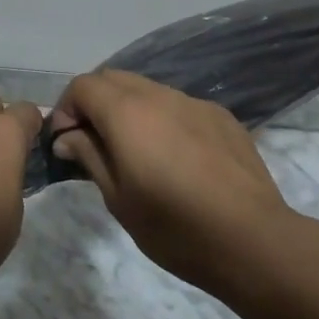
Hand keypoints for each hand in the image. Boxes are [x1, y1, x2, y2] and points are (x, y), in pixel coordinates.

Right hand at [50, 70, 293, 298]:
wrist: (252, 240)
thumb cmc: (174, 227)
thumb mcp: (118, 199)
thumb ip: (89, 156)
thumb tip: (67, 136)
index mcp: (127, 112)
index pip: (83, 86)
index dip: (66, 108)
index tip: (65, 142)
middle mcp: (159, 95)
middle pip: (113, 78)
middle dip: (94, 102)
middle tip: (93, 142)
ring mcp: (194, 102)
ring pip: (148, 89)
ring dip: (129, 109)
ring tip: (134, 151)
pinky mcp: (221, 116)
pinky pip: (179, 105)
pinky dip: (162, 119)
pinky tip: (175, 157)